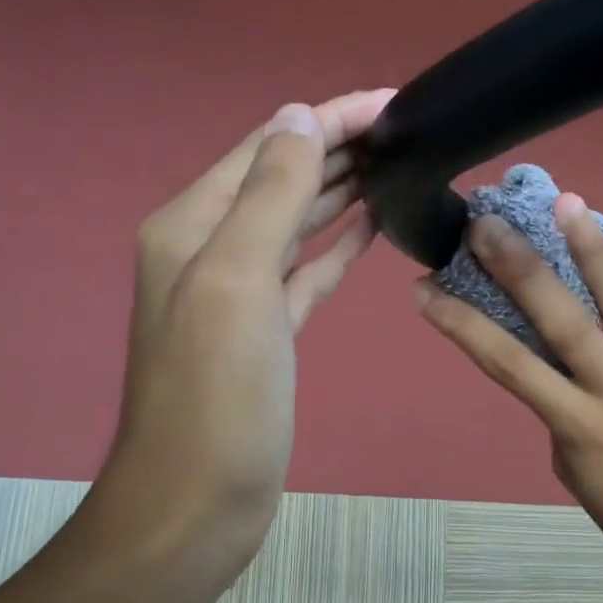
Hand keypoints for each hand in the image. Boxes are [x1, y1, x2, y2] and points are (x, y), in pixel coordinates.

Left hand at [102, 89, 393, 569]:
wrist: (195, 502)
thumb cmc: (217, 396)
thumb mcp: (237, 282)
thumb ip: (269, 196)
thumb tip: (299, 118)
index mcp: (194, 224)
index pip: (269, 147)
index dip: (329, 118)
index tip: (392, 101)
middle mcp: (211, 247)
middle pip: (283, 178)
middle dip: (340, 147)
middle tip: (408, 129)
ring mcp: (240, 291)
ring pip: (297, 221)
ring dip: (342, 189)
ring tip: (397, 164)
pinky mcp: (267, 329)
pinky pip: (306, 269)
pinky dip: (337, 243)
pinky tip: (371, 226)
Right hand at [418, 192, 602, 587]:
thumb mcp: (575, 469)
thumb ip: (563, 410)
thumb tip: (558, 363)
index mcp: (577, 426)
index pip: (508, 365)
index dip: (463, 325)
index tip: (425, 290)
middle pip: (562, 319)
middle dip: (519, 268)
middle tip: (486, 224)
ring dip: (590, 248)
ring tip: (566, 202)